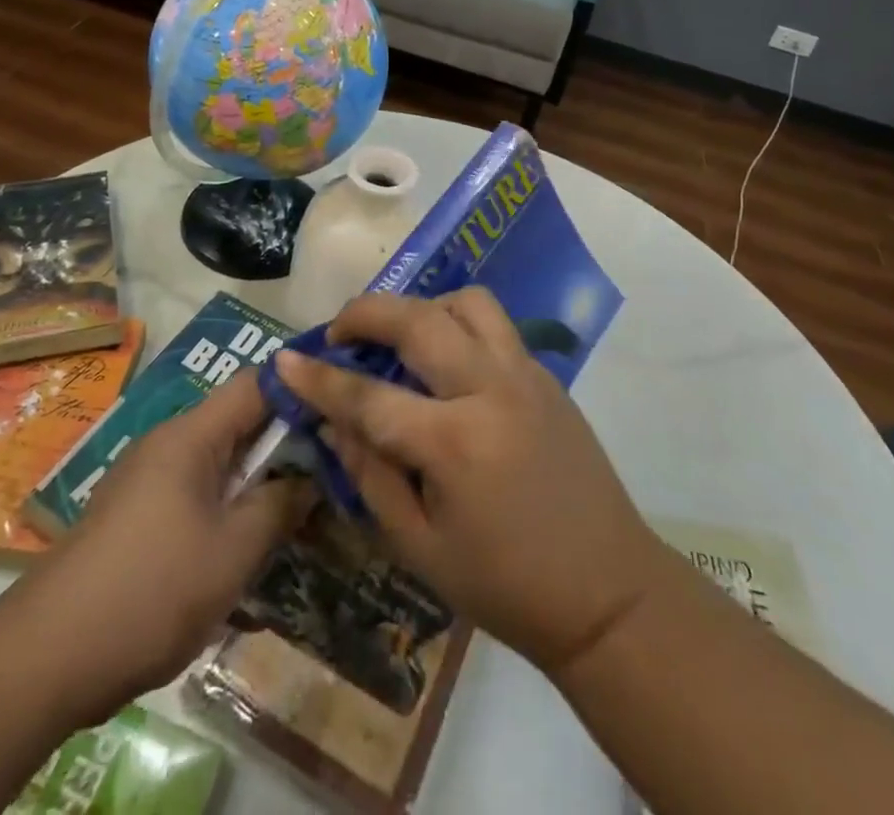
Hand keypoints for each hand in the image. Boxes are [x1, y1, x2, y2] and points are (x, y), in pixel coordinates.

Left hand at [22, 371, 310, 707]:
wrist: (45, 658)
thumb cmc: (151, 591)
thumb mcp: (232, 551)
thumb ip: (279, 506)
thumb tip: (310, 478)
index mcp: (191, 435)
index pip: (256, 384)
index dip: (300, 387)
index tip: (341, 406)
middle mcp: (168, 443)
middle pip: (239, 422)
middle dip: (285, 443)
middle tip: (332, 467)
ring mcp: (148, 479)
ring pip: (220, 462)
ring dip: (258, 481)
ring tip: (300, 509)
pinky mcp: (137, 515)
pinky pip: (197, 493)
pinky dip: (228, 507)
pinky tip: (248, 545)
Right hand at [273, 289, 669, 675]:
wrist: (608, 592)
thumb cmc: (506, 585)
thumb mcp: (420, 547)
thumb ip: (370, 475)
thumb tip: (332, 422)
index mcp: (455, 442)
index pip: (369, 395)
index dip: (320, 377)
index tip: (285, 358)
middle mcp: (491, 390)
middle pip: (419, 319)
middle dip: (367, 312)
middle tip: (339, 330)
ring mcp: (525, 374)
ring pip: (466, 302)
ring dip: (422, 306)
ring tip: (400, 338)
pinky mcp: (546, 375)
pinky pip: (495, 324)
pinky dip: (458, 322)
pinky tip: (445, 360)